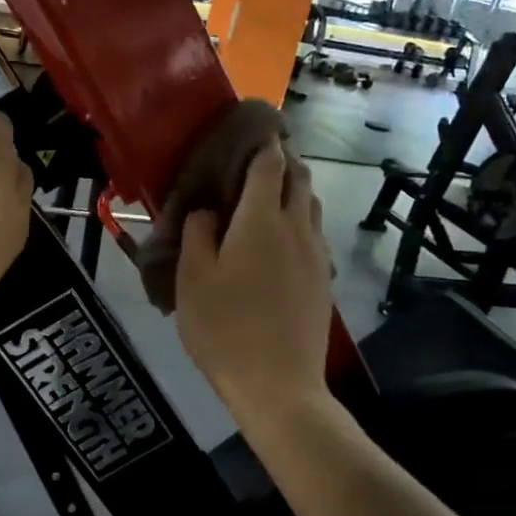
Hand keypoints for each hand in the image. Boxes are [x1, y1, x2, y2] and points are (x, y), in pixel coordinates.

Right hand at [175, 142, 332, 420]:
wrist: (278, 385)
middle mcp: (296, 228)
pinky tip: (280, 242)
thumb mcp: (192, 279)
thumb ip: (198, 234)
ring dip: (294, 191)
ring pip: (311, 207)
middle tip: (257, 162)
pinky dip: (299, 222)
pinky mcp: (323, 281)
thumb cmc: (225, 328)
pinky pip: (314, 235)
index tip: (254, 130)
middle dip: (283, 162)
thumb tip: (207, 210)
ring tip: (268, 197)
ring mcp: (316, 256)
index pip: (269, 165)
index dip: (264, 143)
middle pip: (300, 179)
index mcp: (261, 220)